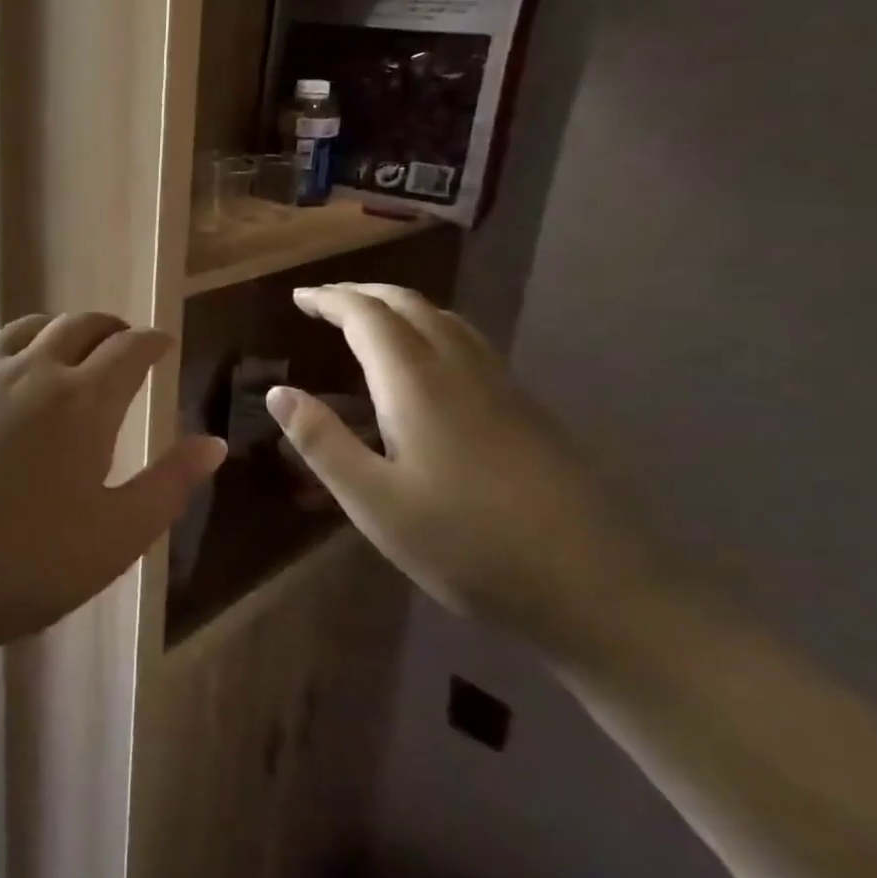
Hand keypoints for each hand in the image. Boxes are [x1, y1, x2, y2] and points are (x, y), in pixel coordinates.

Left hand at [0, 313, 225, 663]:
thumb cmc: (23, 565)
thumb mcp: (115, 537)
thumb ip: (170, 485)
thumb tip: (214, 443)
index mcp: (84, 400)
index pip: (129, 348)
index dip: (151, 341)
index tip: (162, 343)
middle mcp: (31, 370)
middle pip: (78, 326)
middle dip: (107, 327)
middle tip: (119, 340)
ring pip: (23, 328)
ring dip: (53, 329)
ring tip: (63, 344)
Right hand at [267, 283, 641, 649]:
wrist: (598, 585)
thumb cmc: (469, 544)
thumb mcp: (375, 502)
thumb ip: (322, 442)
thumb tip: (278, 391)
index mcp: (416, 382)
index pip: (365, 315)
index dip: (328, 299)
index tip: (298, 297)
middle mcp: (459, 366)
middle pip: (408, 303)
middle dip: (361, 293)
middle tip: (325, 300)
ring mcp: (501, 384)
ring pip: (444, 318)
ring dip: (399, 305)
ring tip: (370, 318)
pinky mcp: (526, 407)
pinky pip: (468, 341)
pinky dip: (431, 327)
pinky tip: (429, 362)